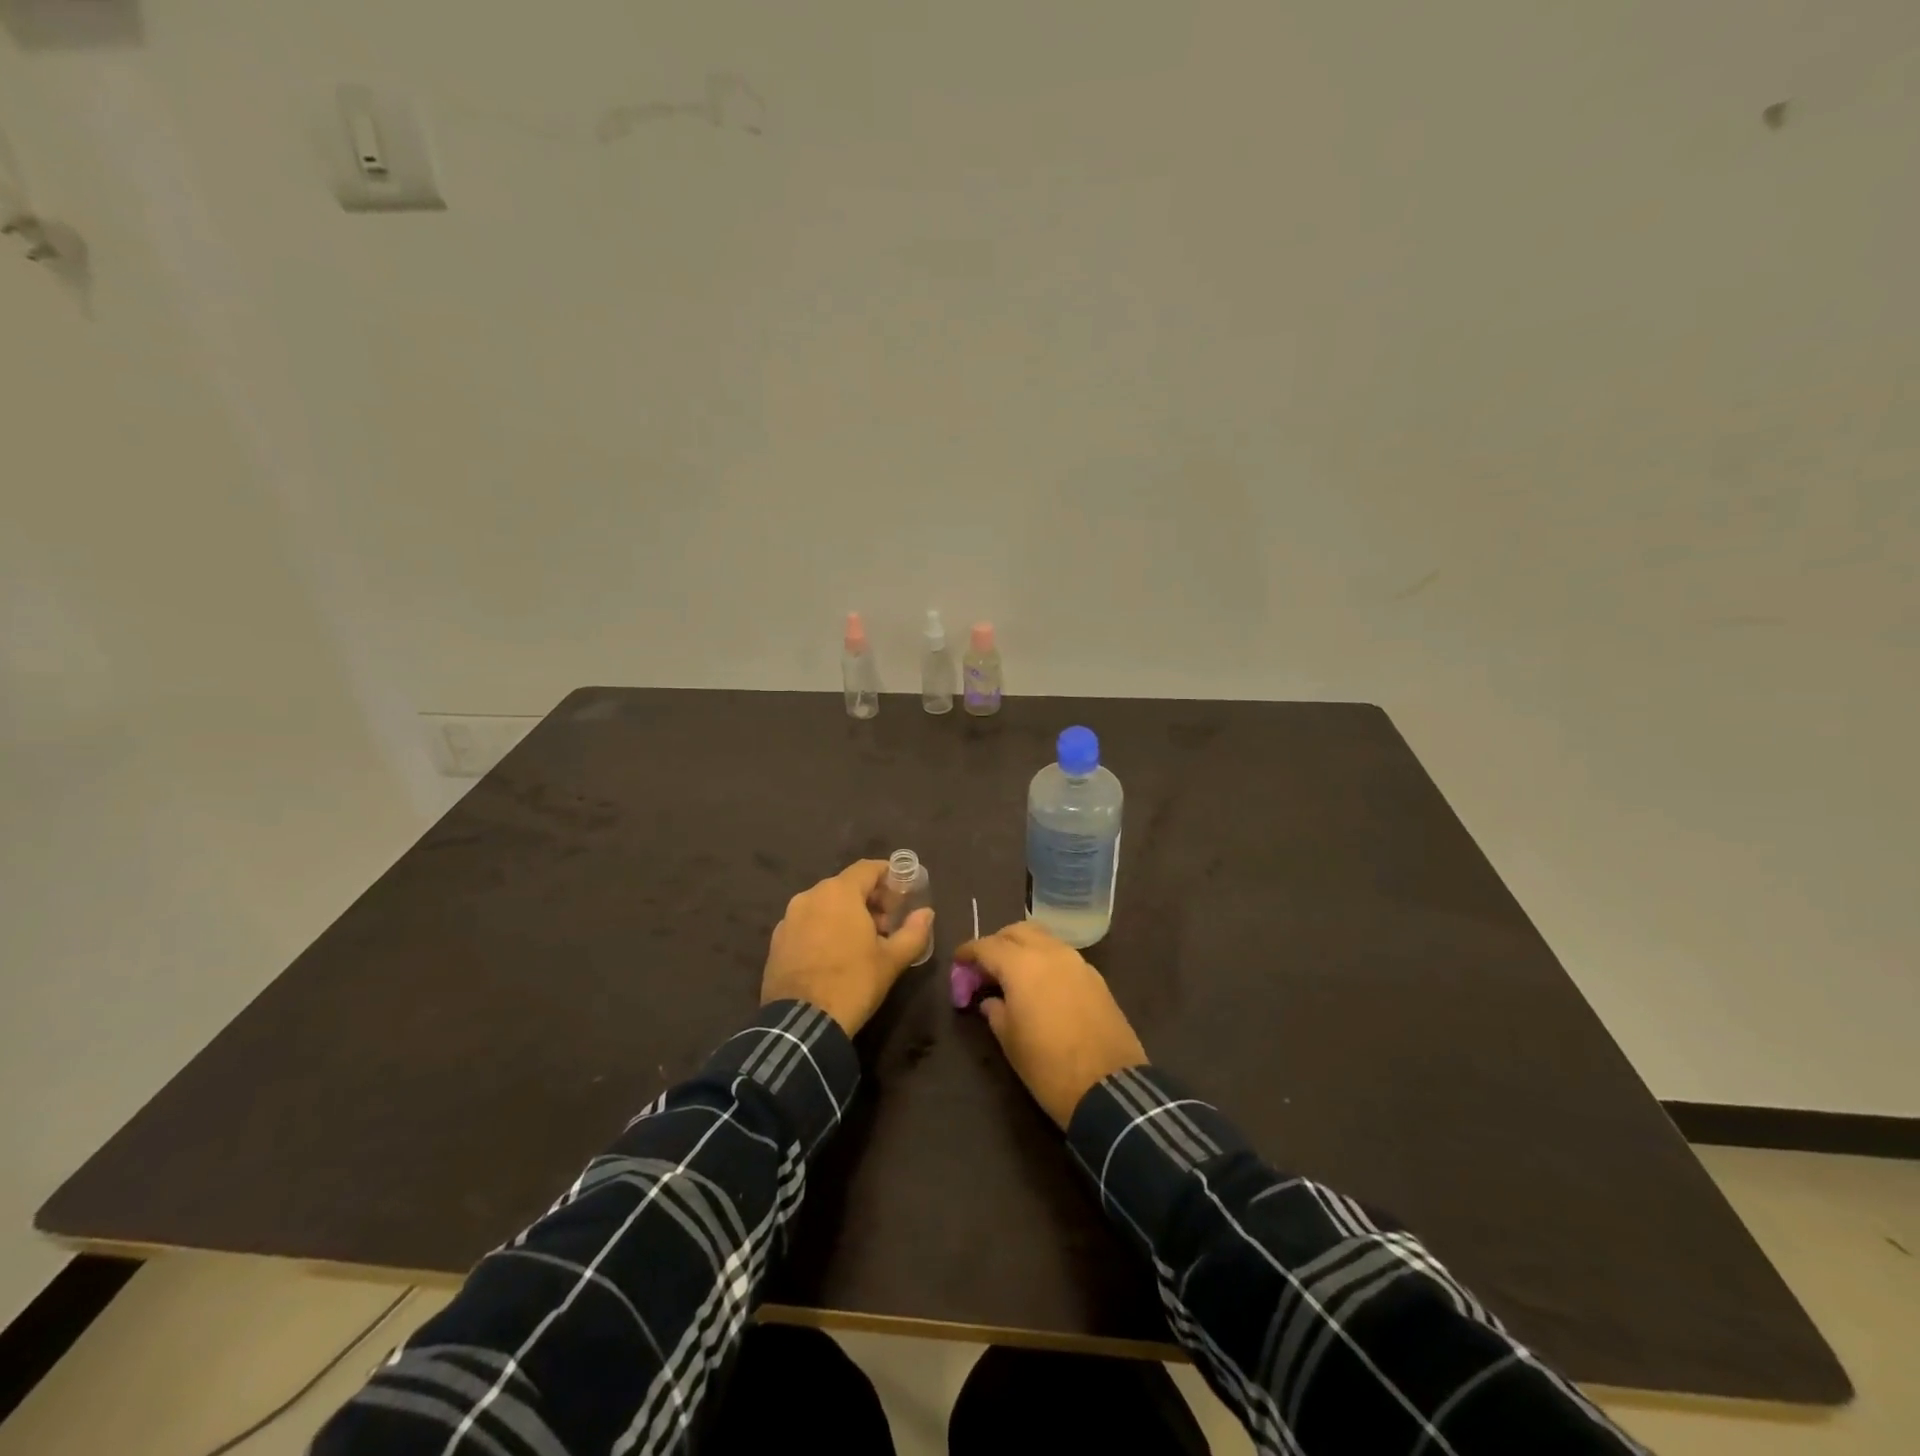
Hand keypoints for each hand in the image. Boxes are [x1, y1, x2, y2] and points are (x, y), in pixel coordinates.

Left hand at [762, 860, 934, 1034]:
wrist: (801, 1024)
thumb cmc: (853, 983)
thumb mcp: (892, 960)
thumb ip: (914, 932)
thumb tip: (927, 913)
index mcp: (838, 893)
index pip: (868, 868)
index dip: (889, 876)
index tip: (903, 893)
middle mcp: (810, 896)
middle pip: (845, 886)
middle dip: (869, 899)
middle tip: (888, 924)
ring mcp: (788, 919)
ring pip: (824, 905)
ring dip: (846, 915)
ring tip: (862, 943)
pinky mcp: (777, 942)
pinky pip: (807, 924)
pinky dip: (824, 930)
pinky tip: (835, 956)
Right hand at [954, 921, 1147, 1127]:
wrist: (1109, 1088)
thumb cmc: (1048, 1066)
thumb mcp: (1010, 1042)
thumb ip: (995, 1012)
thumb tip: (990, 1000)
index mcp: (1022, 965)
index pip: (987, 946)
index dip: (968, 953)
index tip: (958, 965)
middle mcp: (1051, 953)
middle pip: (1017, 931)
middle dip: (997, 943)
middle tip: (986, 968)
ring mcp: (1077, 963)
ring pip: (1043, 939)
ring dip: (1024, 948)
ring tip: (1012, 976)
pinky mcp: (1096, 978)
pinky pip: (1063, 957)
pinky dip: (1046, 961)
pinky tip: (1041, 987)